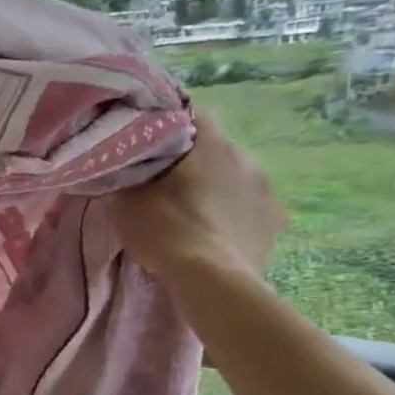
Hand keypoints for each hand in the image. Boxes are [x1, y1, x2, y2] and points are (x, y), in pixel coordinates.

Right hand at [105, 112, 285, 281]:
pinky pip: (251, 209)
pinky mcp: (276, 222)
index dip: (167, 125)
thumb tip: (118, 168)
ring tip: (194, 213)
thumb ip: (123, 176)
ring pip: (235, 178)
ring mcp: (266, 189)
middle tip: (167, 184)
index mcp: (209, 142)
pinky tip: (217, 233)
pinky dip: (235, 215)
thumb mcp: (124, 200)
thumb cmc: (165, 229)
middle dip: (194, 162)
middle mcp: (245, 156)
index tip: (149, 144)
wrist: (210, 281)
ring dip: (217, 189)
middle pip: (214, 149)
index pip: (189, 114)